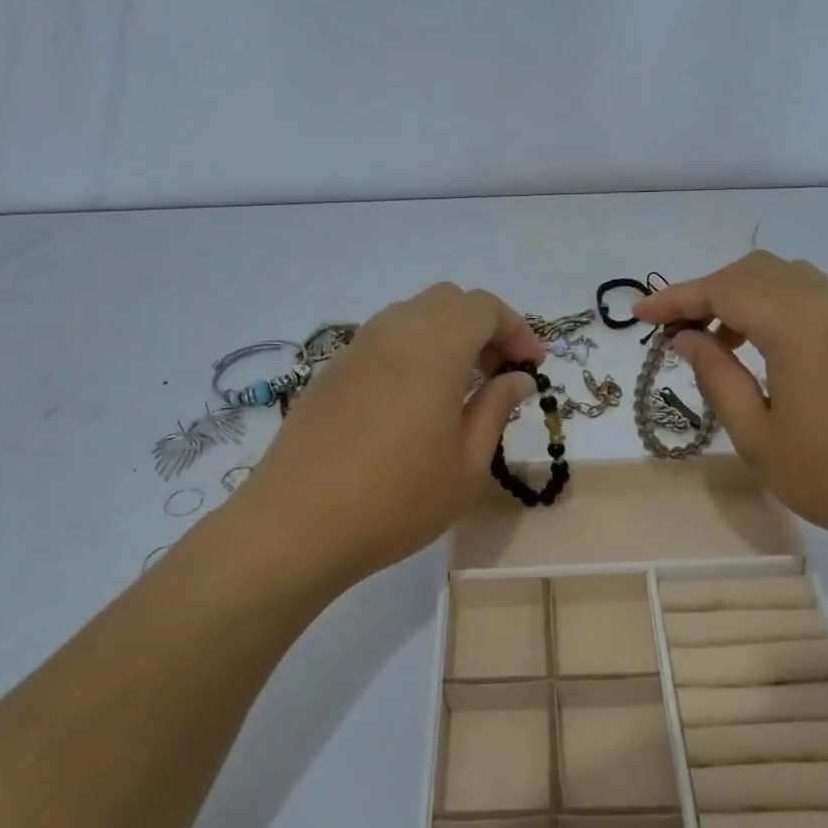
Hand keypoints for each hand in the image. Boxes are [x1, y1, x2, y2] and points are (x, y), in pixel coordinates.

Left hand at [230, 284, 544, 591]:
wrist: (296, 526)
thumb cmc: (396, 501)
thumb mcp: (466, 465)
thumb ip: (496, 409)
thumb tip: (518, 379)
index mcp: (434, 349)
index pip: (484, 307)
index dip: (516, 329)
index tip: (531, 367)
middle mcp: (393, 333)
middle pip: (449, 300)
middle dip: (483, 327)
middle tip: (499, 373)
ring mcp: (356, 349)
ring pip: (412, 315)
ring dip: (446, 335)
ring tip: (460, 387)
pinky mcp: (330, 372)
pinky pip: (383, 339)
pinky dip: (413, 350)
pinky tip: (414, 401)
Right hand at [634, 252, 827, 557]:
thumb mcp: (758, 436)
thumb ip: (717, 377)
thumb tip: (688, 339)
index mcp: (798, 325)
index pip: (723, 290)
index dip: (675, 298)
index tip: (638, 315)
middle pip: (753, 271)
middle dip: (706, 291)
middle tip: (675, 331)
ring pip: (785, 278)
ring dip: (741, 296)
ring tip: (716, 342)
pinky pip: (811, 296)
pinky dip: (774, 306)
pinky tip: (761, 348)